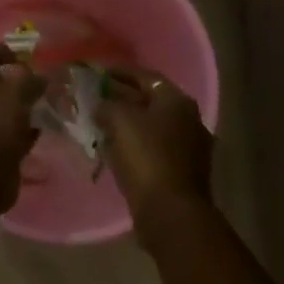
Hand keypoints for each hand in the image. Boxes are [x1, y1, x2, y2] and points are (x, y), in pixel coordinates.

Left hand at [0, 45, 44, 208]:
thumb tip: (40, 77)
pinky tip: (34, 131)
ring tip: (37, 106)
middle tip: (31, 81)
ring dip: (13, 108)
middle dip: (9, 82)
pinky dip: (14, 131)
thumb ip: (29, 80)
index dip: (2, 51)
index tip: (23, 55)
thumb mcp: (17, 94)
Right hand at [96, 66, 213, 219]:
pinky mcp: (182, 172)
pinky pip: (153, 149)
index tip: (97, 72)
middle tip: (95, 97)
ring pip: (151, 127)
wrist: (170, 211)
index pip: (146, 76)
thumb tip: (101, 105)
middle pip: (150, 101)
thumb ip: (107, 105)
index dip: (119, 71)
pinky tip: (114, 149)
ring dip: (127, 123)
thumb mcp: (119, 121)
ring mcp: (189, 148)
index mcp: (177, 101)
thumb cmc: (146, 157)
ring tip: (99, 123)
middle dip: (122, 98)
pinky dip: (134, 145)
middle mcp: (189, 119)